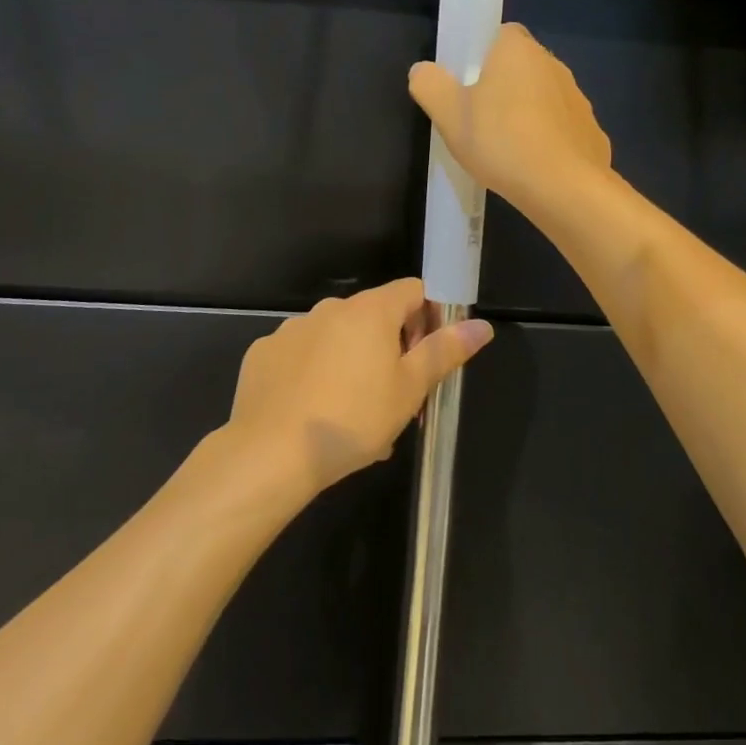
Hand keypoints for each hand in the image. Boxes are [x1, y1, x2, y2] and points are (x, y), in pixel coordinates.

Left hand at [225, 278, 492, 499]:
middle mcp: (329, 308)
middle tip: (397, 399)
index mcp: (369, 311)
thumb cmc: (352, 419)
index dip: (430, 317)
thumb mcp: (409, 389)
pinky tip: (314, 413)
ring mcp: (292, 329)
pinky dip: (314, 375)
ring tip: (355, 418)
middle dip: (391, 351)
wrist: (270, 453)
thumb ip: (445, 351)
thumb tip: (482, 325)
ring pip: (336, 340)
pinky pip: (301, 356)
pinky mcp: (264, 353)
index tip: (430, 355)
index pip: (413, 291)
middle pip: (374, 317)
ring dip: (353, 365)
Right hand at [408, 23, 612, 214]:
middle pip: (522, 67)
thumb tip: (422, 70)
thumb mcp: (448, 115)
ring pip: (544, 98)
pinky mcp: (591, 132)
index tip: (467, 82)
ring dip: (527, 114)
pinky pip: (561, 129)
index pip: (501, 35)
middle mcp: (553, 65)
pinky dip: (548, 142)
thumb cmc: (501, 141)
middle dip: (503, 86)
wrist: (564, 187)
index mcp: (518, 51)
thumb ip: (429, 85)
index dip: (482, 54)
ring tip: (505, 148)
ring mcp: (577, 99)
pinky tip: (532, 167)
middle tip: (478, 119)